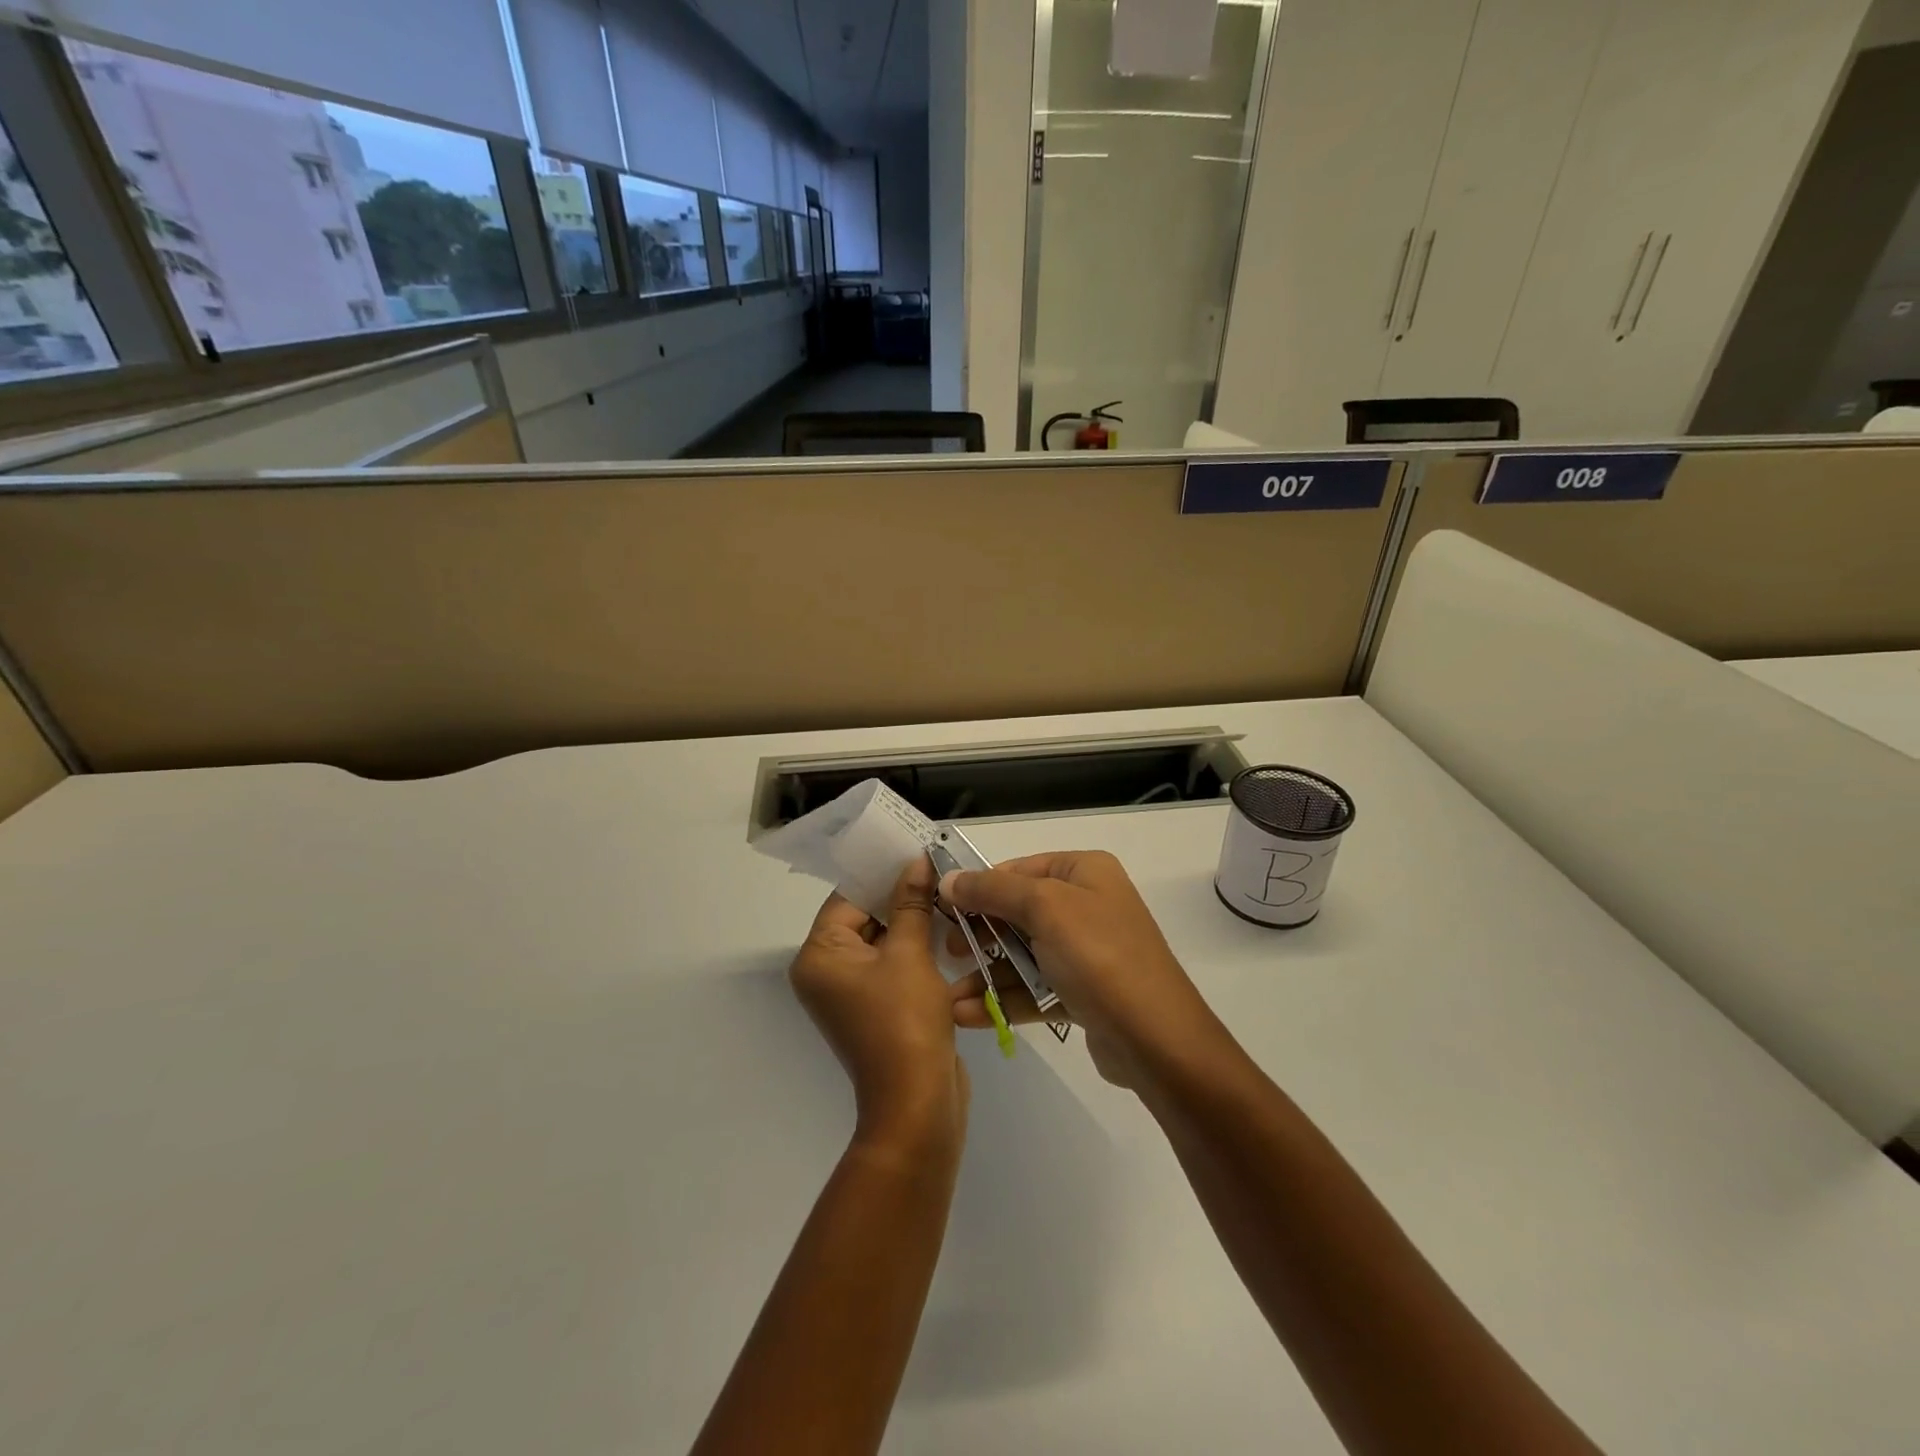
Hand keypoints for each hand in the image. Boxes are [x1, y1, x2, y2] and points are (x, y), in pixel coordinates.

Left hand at [790, 858, 967, 1154]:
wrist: (917, 1103)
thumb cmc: (905, 1021)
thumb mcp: (910, 953)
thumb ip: (911, 903)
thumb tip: (916, 861)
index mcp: (819, 956)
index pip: (848, 897)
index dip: (882, 874)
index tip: (915, 853)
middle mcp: (825, 972)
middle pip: (862, 918)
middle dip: (899, 896)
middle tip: (936, 871)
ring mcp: (849, 993)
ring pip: (880, 941)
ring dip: (910, 922)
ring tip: (945, 895)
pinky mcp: (873, 1008)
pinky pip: (889, 965)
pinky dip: (912, 949)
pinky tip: (944, 930)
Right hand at [940, 851, 1228, 1089]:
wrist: (1156, 1040)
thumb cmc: (1098, 957)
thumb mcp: (1044, 909)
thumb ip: (992, 891)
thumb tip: (948, 879)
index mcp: (1084, 872)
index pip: (1019, 869)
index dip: (979, 887)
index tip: (942, 909)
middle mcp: (1087, 904)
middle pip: (1019, 911)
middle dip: (980, 934)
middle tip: (948, 953)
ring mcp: (1086, 951)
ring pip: (1024, 953)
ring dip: (987, 974)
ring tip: (949, 997)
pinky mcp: (1083, 992)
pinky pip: (1036, 987)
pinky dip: (1005, 998)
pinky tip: (969, 1015)